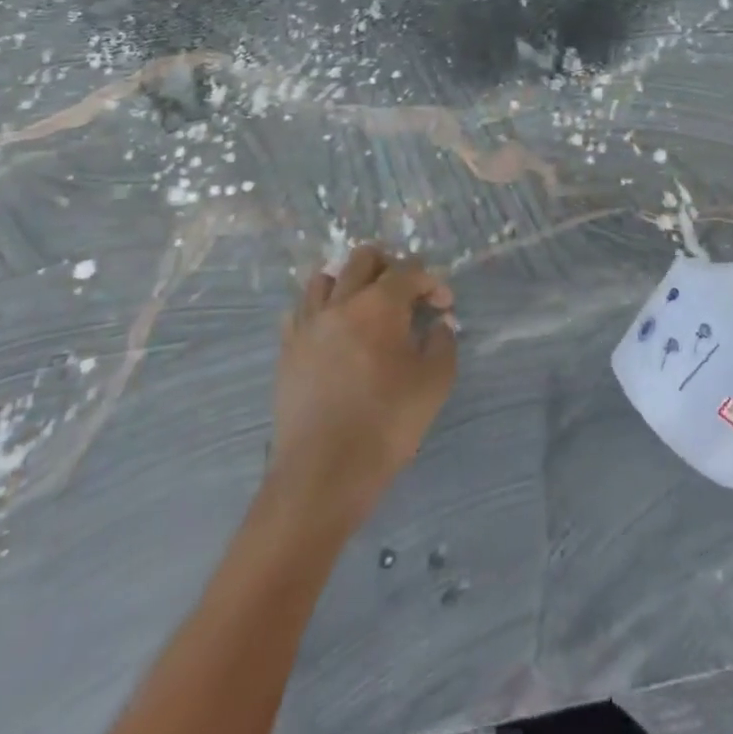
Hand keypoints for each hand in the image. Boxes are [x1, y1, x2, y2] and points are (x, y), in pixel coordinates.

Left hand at [265, 244, 457, 530]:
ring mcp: (308, 324)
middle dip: (391, 266)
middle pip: (363, 259)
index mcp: (379, 305)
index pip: (410, 271)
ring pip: (325, 277)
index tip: (444, 307)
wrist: (323, 474)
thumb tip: (439, 324)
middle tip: (407, 293)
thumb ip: (443, 342)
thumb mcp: (435, 383)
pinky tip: (334, 328)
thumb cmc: (386, 424)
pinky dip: (320, 308)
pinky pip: (301, 310)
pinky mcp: (288, 350)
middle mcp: (341, 302)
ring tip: (367, 304)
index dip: (432, 283)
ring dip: (351, 281)